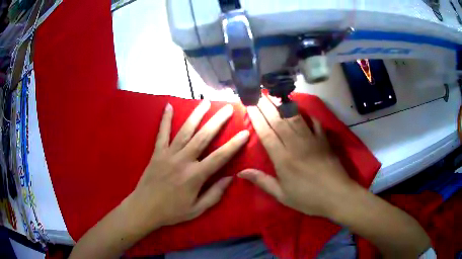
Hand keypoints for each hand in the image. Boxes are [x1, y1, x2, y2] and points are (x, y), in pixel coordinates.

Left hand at [127, 101, 248, 231]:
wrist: (144, 208)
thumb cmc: (172, 211)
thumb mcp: (197, 209)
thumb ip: (215, 194)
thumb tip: (230, 178)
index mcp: (195, 176)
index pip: (219, 157)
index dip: (234, 144)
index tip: (245, 132)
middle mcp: (183, 160)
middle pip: (203, 137)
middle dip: (217, 121)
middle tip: (228, 108)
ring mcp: (168, 154)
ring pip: (185, 131)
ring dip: (196, 115)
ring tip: (206, 102)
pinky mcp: (157, 152)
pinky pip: (162, 133)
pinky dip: (165, 119)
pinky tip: (168, 106)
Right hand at [239, 96, 357, 217]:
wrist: (337, 195)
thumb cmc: (308, 198)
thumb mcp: (282, 195)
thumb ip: (262, 181)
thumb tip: (241, 172)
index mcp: (283, 159)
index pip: (266, 133)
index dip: (256, 118)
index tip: (249, 105)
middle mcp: (296, 144)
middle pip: (279, 121)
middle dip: (267, 106)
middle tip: (258, 94)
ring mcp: (312, 140)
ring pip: (295, 118)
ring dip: (283, 105)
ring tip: (274, 95)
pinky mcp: (324, 140)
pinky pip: (314, 123)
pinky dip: (308, 115)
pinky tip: (303, 109)